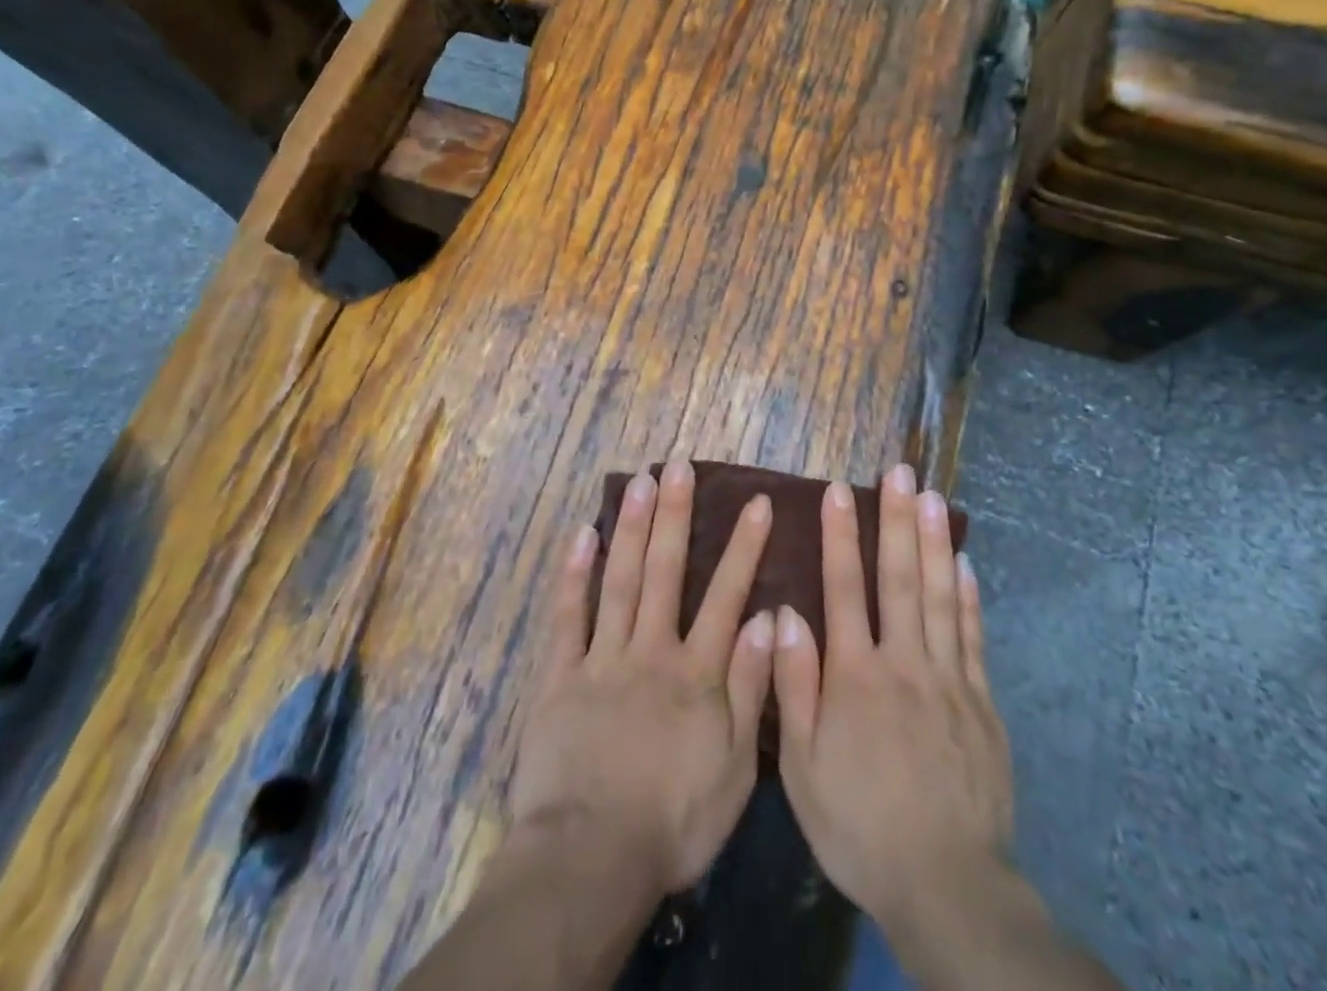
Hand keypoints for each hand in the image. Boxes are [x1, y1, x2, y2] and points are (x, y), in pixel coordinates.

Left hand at [509, 459, 774, 894]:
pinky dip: (574, 575)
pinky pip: (567, 617)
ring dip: (630, 528)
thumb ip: (751, 690)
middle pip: (665, 571)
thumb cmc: (672, 822)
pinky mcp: (559, 676)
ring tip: (638, 481)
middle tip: (678, 466)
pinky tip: (581, 535)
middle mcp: (651, 650)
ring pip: (619, 580)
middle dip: (674, 515)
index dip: (744, 547)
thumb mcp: (734, 769)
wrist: (590, 860)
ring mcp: (602, 659)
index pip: (726, 596)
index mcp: (696, 673)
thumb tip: (766, 620)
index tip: (758, 502)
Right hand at [772, 463, 1013, 926]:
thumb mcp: (803, 767)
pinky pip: (972, 637)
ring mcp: (948, 679)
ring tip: (932, 496)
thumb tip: (785, 614)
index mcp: (855, 676)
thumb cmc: (860, 824)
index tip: (840, 491)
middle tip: (899, 471)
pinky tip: (964, 563)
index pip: (844, 589)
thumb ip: (794, 686)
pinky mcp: (981, 702)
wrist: (944, 883)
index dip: (841, 536)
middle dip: (895, 520)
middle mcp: (903, 663)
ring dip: (933, 542)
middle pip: (898, 578)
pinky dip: (967, 597)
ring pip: (939, 596)